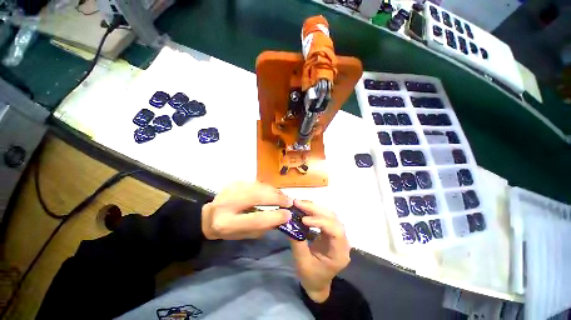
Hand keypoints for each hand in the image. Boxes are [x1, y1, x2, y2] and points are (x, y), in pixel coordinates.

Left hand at [201, 181, 292, 239]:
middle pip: (257, 197)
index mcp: (226, 223)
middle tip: (289, 201)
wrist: (210, 215)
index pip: (255, 219)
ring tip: (283, 197)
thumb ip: (263, 226)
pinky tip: (272, 192)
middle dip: (276, 198)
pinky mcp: (234, 182)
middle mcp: (226, 204)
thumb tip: (283, 217)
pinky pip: (256, 183)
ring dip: (274, 191)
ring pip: (258, 187)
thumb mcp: (244, 234)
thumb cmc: (228, 230)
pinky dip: (267, 188)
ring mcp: (230, 189)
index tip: (289, 215)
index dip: (274, 217)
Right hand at [289, 200, 350, 302]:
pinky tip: (304, 208)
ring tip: (299, 203)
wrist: (317, 283)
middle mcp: (342, 241)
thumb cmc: (311, 276)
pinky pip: (324, 216)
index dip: (321, 222)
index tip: (304, 220)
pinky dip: (313, 210)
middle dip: (315, 209)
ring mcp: (337, 234)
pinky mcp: (330, 230)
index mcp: (339, 253)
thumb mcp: (302, 263)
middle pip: (333, 218)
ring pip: (329, 214)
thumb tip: (289, 222)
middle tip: (298, 203)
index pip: (335, 231)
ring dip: (314, 207)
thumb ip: (297, 242)